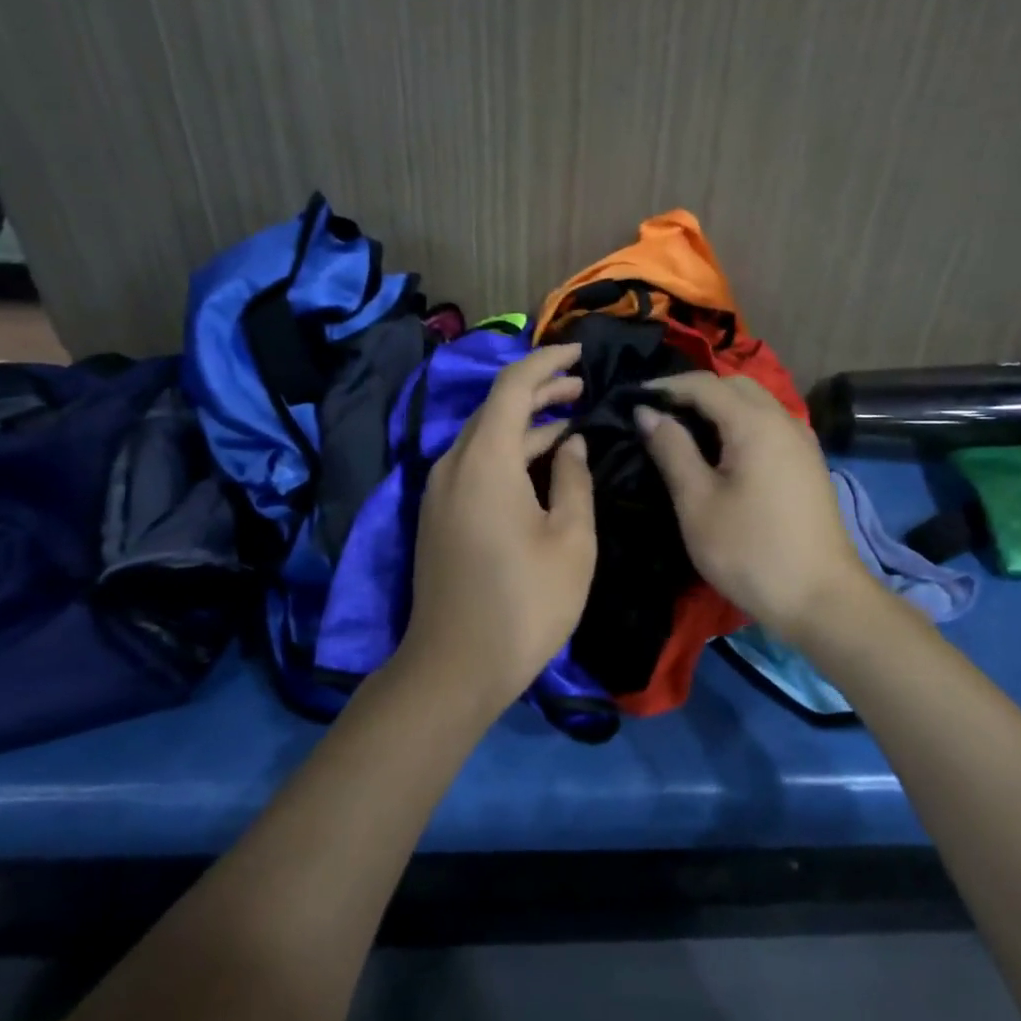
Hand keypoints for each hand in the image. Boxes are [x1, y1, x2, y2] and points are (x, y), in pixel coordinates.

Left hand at [399, 343, 596, 710]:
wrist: (454, 667)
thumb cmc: (524, 603)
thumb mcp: (570, 540)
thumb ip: (574, 481)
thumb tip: (571, 444)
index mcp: (485, 460)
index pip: (512, 386)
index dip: (547, 362)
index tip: (581, 353)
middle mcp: (453, 464)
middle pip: (494, 407)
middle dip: (539, 390)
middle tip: (582, 387)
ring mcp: (440, 491)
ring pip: (484, 437)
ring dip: (525, 423)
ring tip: (569, 420)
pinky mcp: (439, 515)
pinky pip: (475, 464)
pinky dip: (508, 452)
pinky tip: (539, 464)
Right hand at [636, 373, 867, 641]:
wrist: (822, 599)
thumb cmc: (750, 551)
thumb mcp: (697, 502)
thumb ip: (671, 450)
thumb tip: (647, 412)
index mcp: (755, 424)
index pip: (704, 385)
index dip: (666, 387)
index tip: (633, 401)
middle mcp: (783, 420)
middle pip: (734, 385)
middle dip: (694, 391)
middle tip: (658, 414)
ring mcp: (801, 441)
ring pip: (755, 403)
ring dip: (718, 406)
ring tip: (683, 430)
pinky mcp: (807, 463)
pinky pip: (768, 424)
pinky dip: (739, 423)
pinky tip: (720, 451)